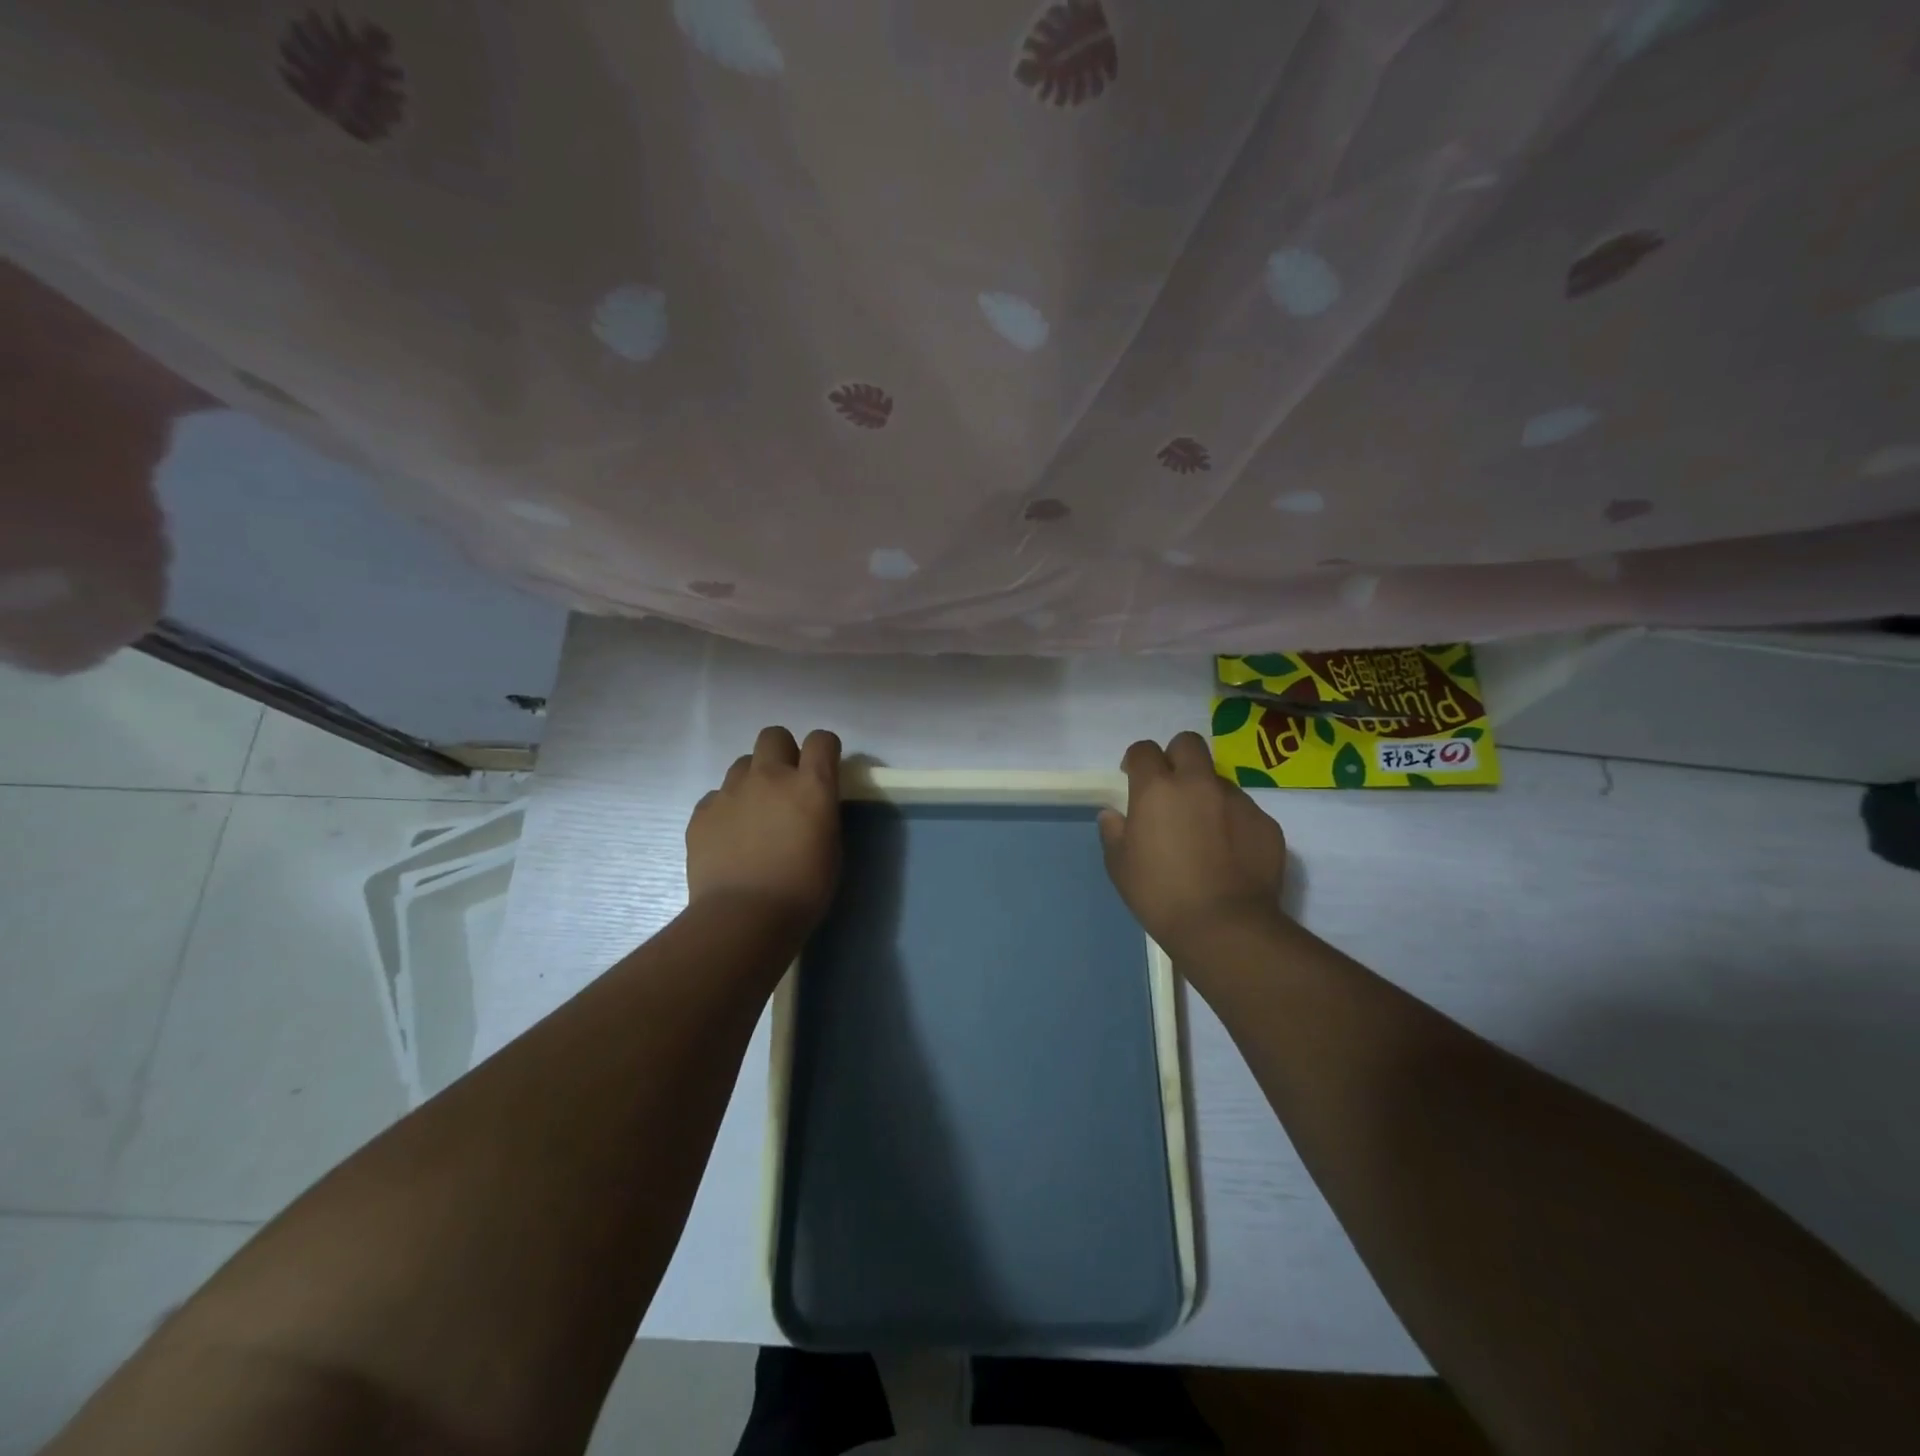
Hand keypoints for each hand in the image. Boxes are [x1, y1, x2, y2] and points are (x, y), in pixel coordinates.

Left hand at [686, 726, 842, 930]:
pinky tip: (731, 838)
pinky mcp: (702, 812)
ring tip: (755, 815)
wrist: (744, 917)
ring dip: (753, 780)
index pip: (821, 740)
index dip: (824, 750)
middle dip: (783, 752)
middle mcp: (770, 777)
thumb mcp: (831, 847)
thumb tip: (810, 803)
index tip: (824, 768)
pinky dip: (727, 809)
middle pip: (774, 736)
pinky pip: (717, 796)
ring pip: (743, 764)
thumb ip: (821, 812)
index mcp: (810, 785)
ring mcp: (731, 791)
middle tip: (786, 785)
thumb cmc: (803, 890)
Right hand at [1099, 732, 1287, 952]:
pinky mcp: (1266, 823)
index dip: (1137, 760)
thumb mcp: (1120, 866)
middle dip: (1177, 757)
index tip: (1133, 778)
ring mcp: (1238, 801)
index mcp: (1158, 789)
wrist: (1225, 927)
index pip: (1144, 750)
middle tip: (1171, 789)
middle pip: (1188, 743)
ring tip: (1204, 832)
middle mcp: (1199, 783)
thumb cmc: (1160, 895)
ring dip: (1207, 794)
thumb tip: (1113, 815)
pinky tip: (1230, 854)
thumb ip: (1114, 832)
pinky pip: (1245, 810)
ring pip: (1219, 779)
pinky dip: (1234, 823)